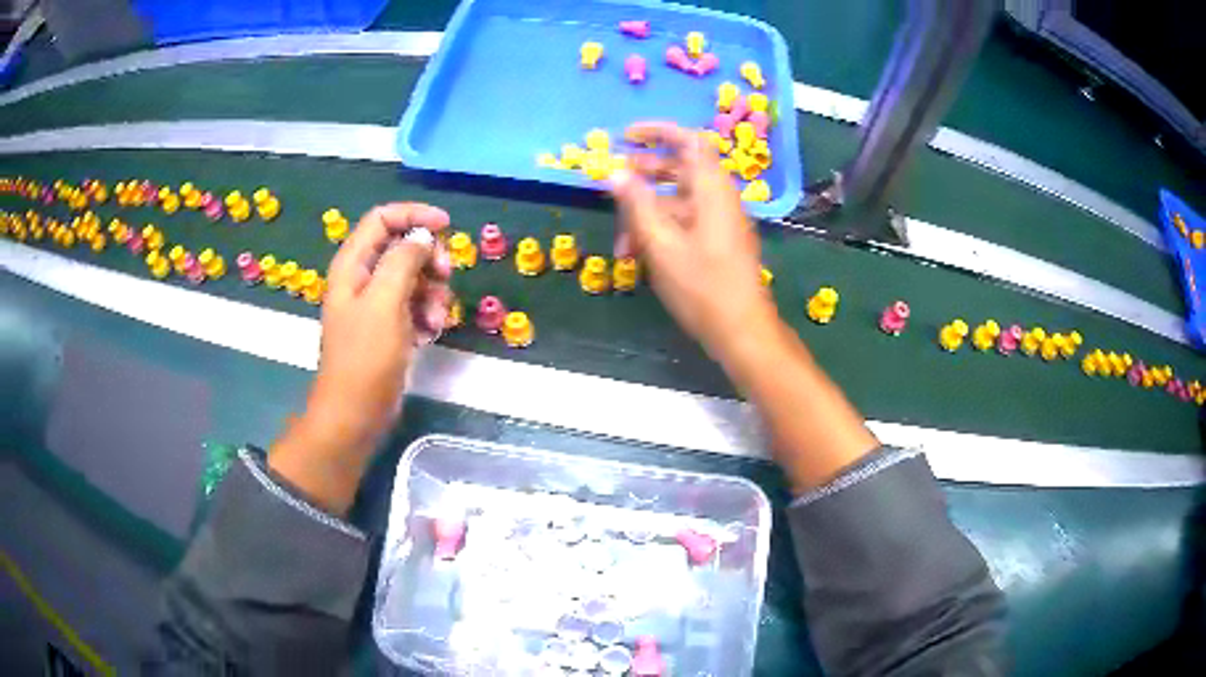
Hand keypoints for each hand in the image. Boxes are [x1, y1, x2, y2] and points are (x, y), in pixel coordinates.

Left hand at [270, 203, 451, 512]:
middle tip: (445, 277)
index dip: (414, 215)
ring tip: (436, 319)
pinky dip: (428, 314)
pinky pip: (415, 305)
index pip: (382, 219)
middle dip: (429, 259)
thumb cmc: (365, 358)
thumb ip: (403, 261)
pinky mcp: (389, 328)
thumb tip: (422, 238)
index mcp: (353, 265)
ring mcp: (376, 305)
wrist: (355, 415)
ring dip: (433, 292)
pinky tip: (430, 334)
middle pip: (403, 247)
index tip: (446, 226)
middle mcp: (363, 279)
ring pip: (414, 277)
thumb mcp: (385, 302)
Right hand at [610, 122, 777, 360]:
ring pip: (678, 201)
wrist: (741, 330)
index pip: (688, 140)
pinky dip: (660, 230)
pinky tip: (637, 255)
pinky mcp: (716, 242)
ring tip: (619, 239)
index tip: (624, 137)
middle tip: (611, 182)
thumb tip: (614, 172)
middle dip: (643, 173)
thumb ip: (636, 203)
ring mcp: (719, 221)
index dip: (657, 131)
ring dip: (646, 212)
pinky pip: (685, 223)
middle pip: (680, 169)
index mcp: (711, 189)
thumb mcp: (660, 243)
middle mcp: (718, 198)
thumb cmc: (702, 285)